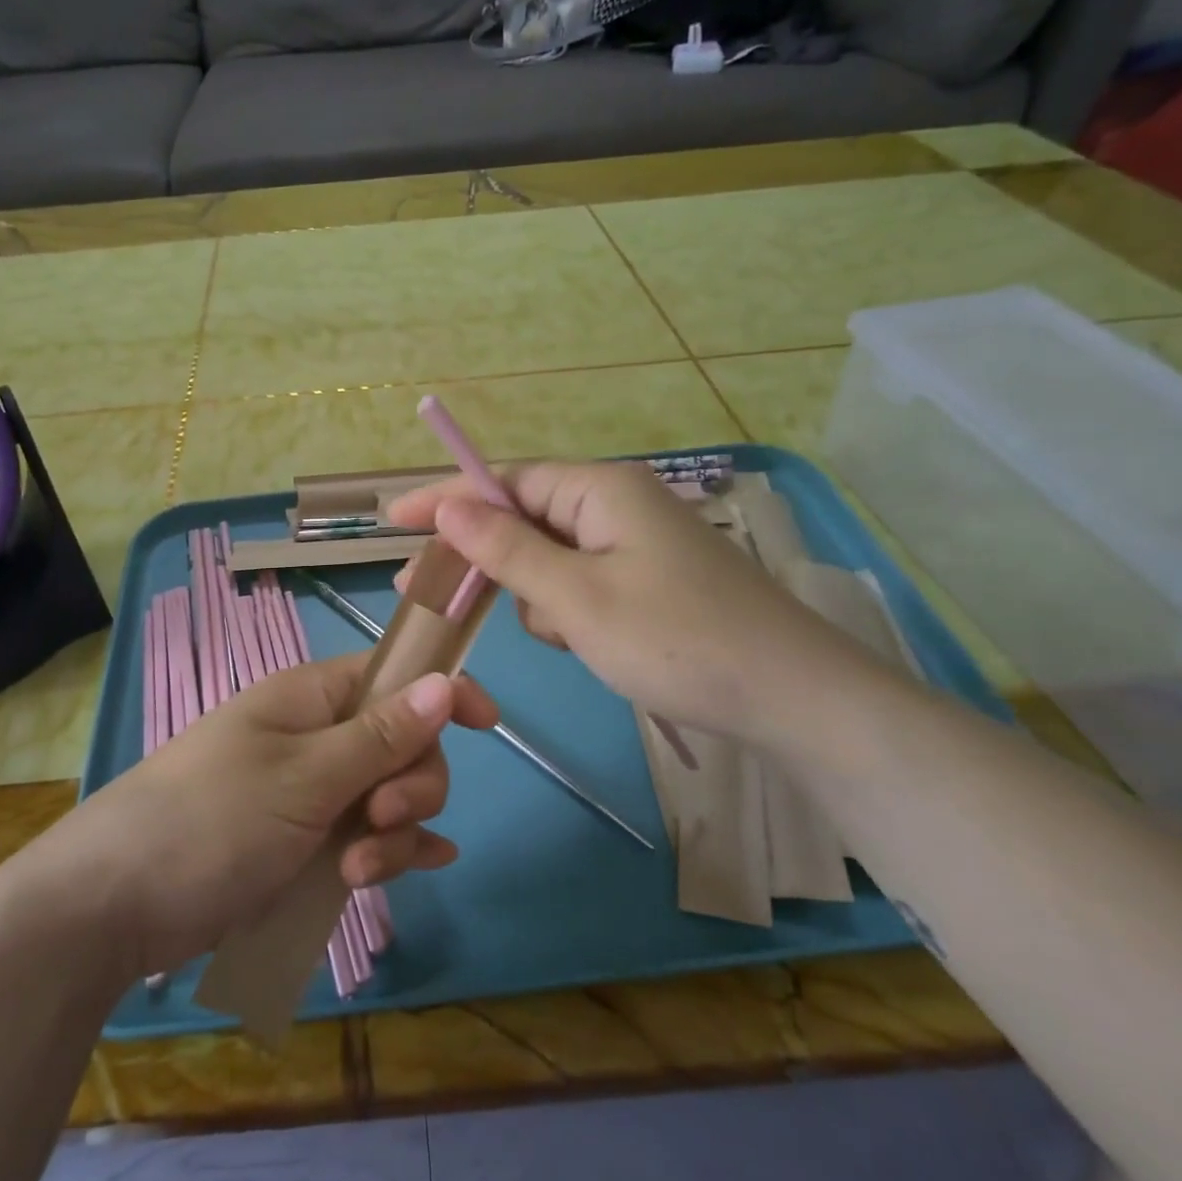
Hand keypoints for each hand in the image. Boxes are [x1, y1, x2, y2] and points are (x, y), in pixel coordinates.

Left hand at [41, 653, 496, 975]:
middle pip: (402, 742)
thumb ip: (380, 736)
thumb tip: (445, 684)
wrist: (114, 905)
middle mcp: (316, 736)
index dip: (443, 691)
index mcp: (311, 697)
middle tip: (380, 817)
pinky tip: (420, 869)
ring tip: (360, 872)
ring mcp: (310, 792)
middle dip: (412, 781)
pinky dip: (393, 852)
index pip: (394, 675)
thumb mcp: (303, 776)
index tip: (487, 725)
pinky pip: (367, 838)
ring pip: (388, 795)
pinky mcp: (303, 842)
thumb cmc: (210, 820)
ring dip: (394, 832)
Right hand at [387, 460, 865, 742]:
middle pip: (523, 517)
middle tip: (428, 594)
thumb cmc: (676, 640)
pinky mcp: (646, 580)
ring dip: (535, 594)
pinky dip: (567, 610)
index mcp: (600, 489)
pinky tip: (586, 643)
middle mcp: (616, 504)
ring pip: (549, 557)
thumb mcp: (576, 597)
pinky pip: (580, 582)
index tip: (391, 519)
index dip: (444, 498)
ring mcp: (634, 544)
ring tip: (564, 636)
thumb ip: (507, 549)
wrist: (790, 699)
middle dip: (483, 557)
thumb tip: (448, 505)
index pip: (503, 481)